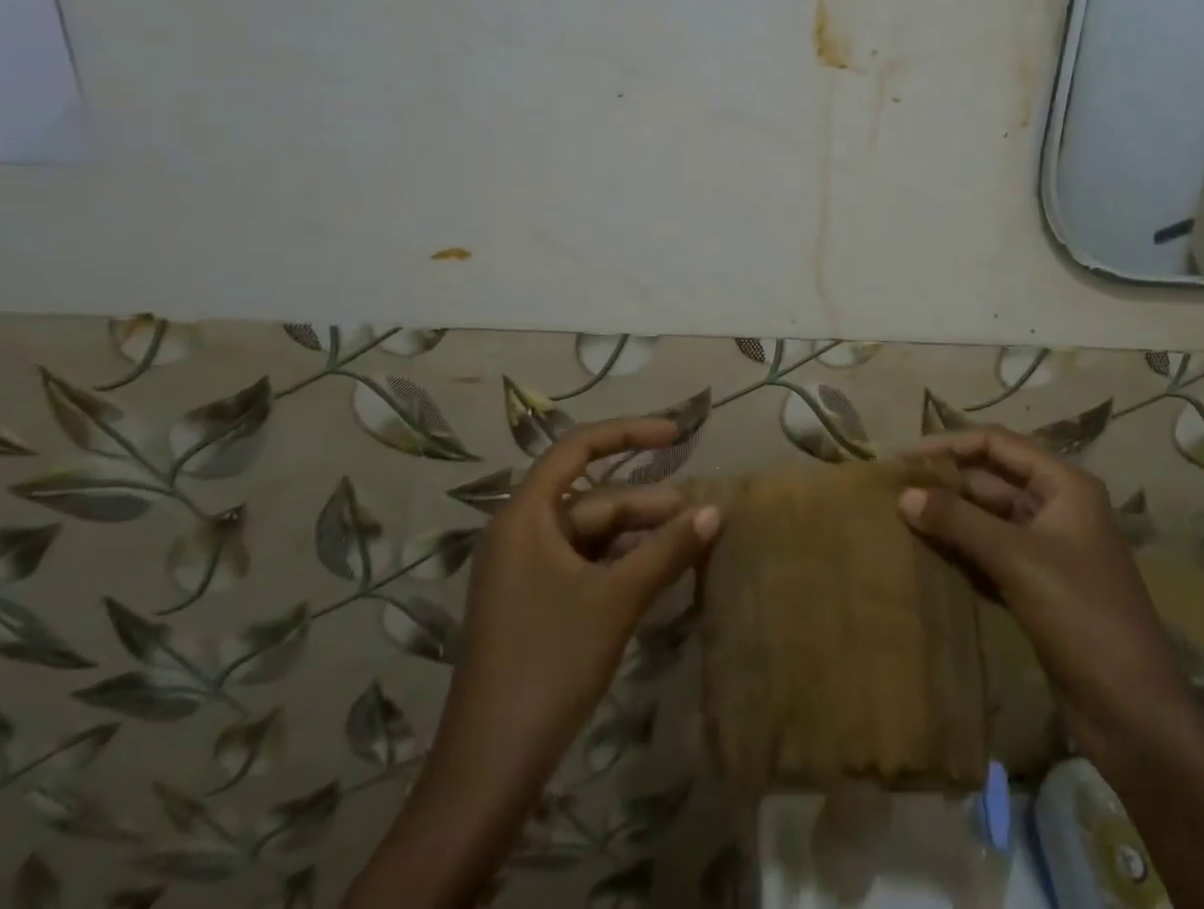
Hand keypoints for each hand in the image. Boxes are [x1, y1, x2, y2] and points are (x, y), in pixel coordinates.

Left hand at [351, 419, 719, 908]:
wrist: (488, 770)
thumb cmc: (549, 664)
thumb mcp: (616, 600)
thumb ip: (667, 550)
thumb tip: (715, 511)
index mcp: (525, 516)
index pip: (577, 449)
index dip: (628, 433)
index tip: (675, 434)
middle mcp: (521, 533)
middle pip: (593, 499)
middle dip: (648, 505)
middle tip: (701, 518)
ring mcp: (525, 571)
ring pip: (593, 535)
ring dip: (640, 537)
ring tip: (690, 545)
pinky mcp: (533, 604)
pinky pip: (585, 565)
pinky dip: (622, 565)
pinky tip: (659, 576)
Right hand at [900, 429, 1196, 768]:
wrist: (1135, 714)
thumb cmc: (1082, 616)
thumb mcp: (1017, 559)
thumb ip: (959, 521)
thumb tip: (903, 494)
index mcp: (1064, 486)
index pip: (998, 444)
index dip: (951, 445)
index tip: (906, 458)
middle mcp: (1057, 507)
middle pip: (992, 479)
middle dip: (946, 482)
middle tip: (894, 489)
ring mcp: (1048, 548)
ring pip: (989, 517)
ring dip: (950, 516)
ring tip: (901, 517)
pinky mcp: (1038, 585)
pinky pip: (991, 552)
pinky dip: (962, 548)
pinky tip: (927, 552)